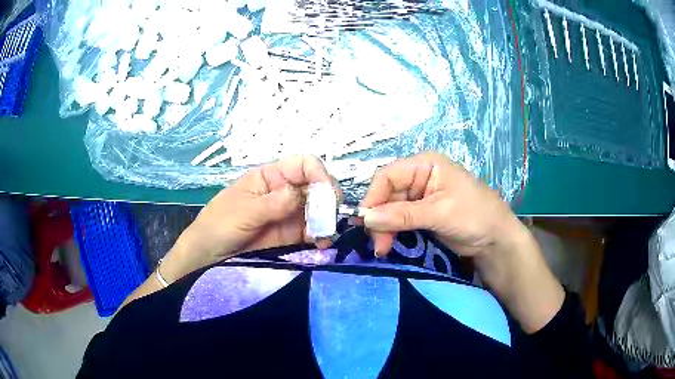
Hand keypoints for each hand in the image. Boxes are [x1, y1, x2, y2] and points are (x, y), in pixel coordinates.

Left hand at [162, 155, 335, 281]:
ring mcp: (289, 215)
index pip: (303, 165)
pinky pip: (312, 231)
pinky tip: (321, 243)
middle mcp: (284, 192)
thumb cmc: (218, 225)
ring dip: (326, 220)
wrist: (208, 256)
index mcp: (270, 177)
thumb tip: (299, 193)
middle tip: (330, 217)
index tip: (326, 192)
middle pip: (316, 186)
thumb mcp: (243, 212)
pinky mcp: (290, 235)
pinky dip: (321, 235)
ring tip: (324, 235)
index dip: (318, 173)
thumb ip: (271, 204)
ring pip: (318, 210)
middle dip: (327, 199)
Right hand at [359, 151, 524, 258]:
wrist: (496, 240)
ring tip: (383, 249)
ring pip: (390, 210)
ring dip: (384, 229)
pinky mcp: (422, 216)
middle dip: (379, 219)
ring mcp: (420, 198)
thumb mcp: (439, 212)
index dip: (373, 197)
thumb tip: (365, 218)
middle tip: (378, 244)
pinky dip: (393, 234)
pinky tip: (389, 246)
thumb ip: (402, 215)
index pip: (388, 175)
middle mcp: (419, 177)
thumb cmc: (474, 215)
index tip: (365, 222)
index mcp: (425, 165)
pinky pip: (399, 222)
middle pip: (387, 195)